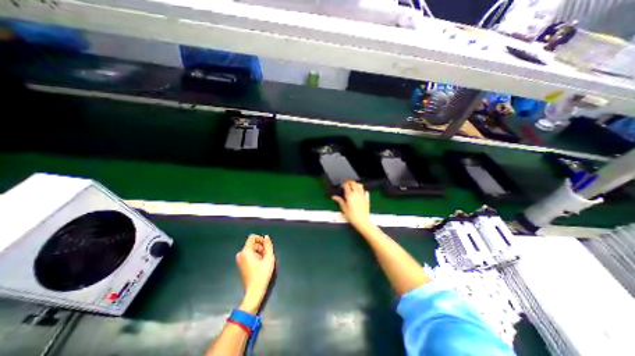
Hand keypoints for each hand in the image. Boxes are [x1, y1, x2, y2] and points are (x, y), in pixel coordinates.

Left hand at [233, 235, 272, 311]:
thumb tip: (266, 237)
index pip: (252, 237)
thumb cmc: (262, 274)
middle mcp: (240, 254)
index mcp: (246, 251)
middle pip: (252, 244)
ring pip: (251, 249)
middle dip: (260, 247)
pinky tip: (260, 264)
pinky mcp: (240, 265)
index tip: (266, 246)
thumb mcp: (269, 258)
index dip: (260, 239)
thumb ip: (268, 245)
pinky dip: (255, 256)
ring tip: (264, 260)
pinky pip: (248, 255)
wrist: (253, 291)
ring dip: (259, 252)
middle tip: (267, 255)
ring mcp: (239, 260)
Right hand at [333, 181, 372, 227]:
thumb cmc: (352, 215)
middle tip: (346, 184)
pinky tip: (360, 192)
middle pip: (353, 183)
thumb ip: (339, 200)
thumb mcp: (343, 208)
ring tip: (353, 186)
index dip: (343, 183)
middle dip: (349, 182)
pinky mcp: (367, 198)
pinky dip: (362, 190)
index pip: (346, 185)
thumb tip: (334, 197)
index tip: (342, 185)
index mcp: (350, 195)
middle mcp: (357, 193)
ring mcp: (363, 195)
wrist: (362, 221)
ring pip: (360, 185)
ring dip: (356, 184)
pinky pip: (365, 191)